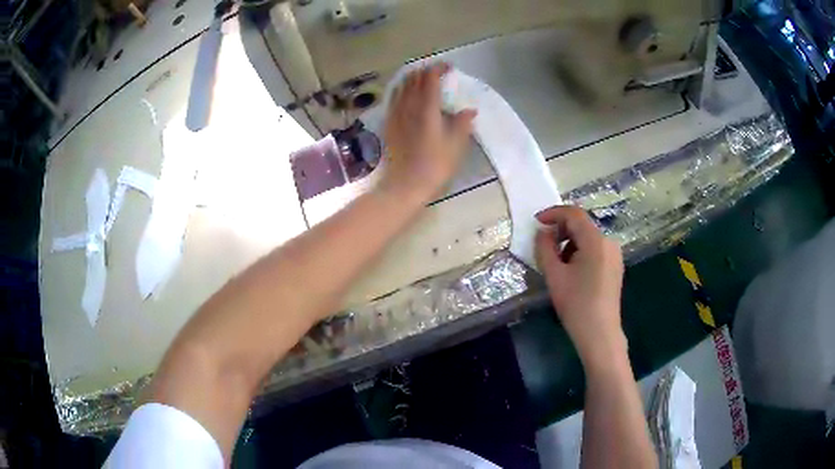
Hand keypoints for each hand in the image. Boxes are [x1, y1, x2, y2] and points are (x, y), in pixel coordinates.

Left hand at [377, 63, 477, 203]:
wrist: (405, 185)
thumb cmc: (435, 166)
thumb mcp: (456, 146)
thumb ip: (463, 124)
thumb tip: (470, 110)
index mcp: (427, 108)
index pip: (431, 78)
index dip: (439, 68)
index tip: (449, 67)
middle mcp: (409, 106)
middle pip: (414, 78)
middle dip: (425, 70)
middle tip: (437, 72)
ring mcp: (396, 114)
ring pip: (401, 86)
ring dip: (412, 78)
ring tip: (421, 78)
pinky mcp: (389, 123)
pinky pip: (393, 98)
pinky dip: (401, 89)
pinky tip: (404, 93)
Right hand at [534, 206, 625, 367]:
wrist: (600, 333)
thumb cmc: (576, 304)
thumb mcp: (554, 275)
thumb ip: (545, 248)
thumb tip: (543, 232)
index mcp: (596, 241)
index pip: (574, 214)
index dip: (553, 213)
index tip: (536, 221)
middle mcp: (609, 242)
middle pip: (582, 224)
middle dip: (561, 229)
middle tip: (544, 244)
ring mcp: (615, 254)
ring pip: (589, 237)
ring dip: (570, 242)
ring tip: (557, 262)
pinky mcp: (615, 266)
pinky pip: (596, 249)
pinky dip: (581, 251)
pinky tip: (572, 270)